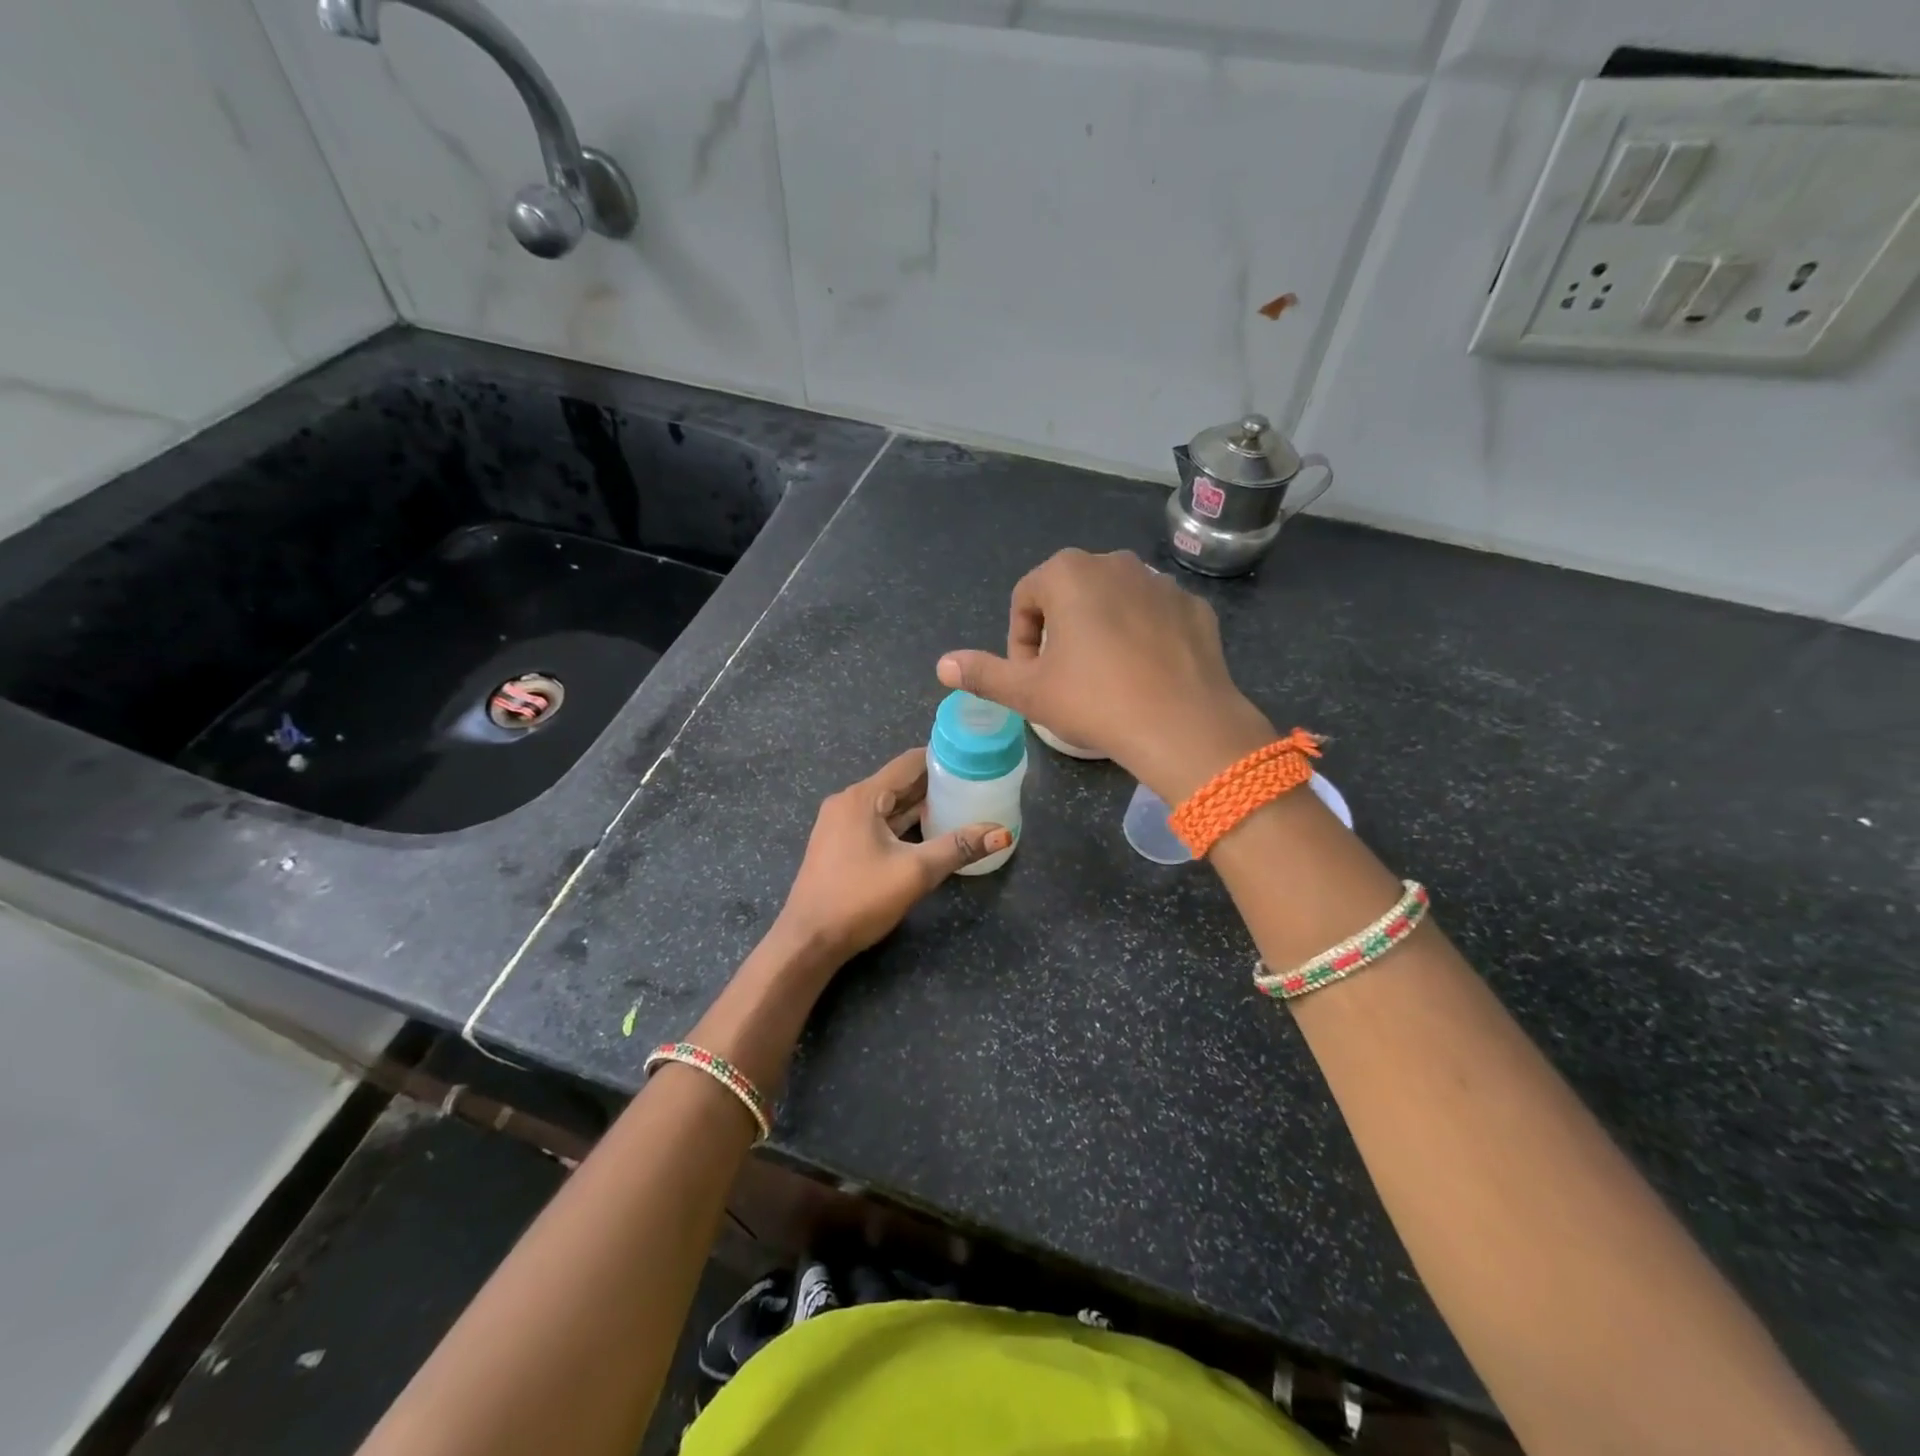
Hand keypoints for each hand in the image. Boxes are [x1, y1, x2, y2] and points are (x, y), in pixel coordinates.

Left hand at [774, 749, 1010, 962]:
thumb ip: (959, 847)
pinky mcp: (840, 845)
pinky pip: (878, 823)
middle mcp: (848, 802)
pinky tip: (929, 830)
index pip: (908, 763)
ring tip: (960, 803)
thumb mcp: (915, 872)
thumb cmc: (859, 899)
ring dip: (920, 805)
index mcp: (862, 797)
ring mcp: (841, 824)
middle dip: (935, 783)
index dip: (942, 758)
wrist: (808, 941)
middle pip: (898, 782)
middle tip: (975, 783)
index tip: (974, 759)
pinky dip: (903, 823)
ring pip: (888, 805)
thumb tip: (1003, 833)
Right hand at [937, 548, 1274, 801]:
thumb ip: (983, 673)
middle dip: (1059, 632)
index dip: (1020, 641)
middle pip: (1070, 594)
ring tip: (1105, 678)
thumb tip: (943, 665)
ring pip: (1114, 602)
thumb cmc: (1094, 701)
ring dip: (1101, 631)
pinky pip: (1154, 616)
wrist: (1182, 725)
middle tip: (1063, 678)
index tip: (1030, 677)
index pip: (1026, 598)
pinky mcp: (1194, 607)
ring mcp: (1160, 582)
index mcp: (1068, 573)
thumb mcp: (1029, 692)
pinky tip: (1144, 675)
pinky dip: (1142, 637)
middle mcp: (1115, 563)